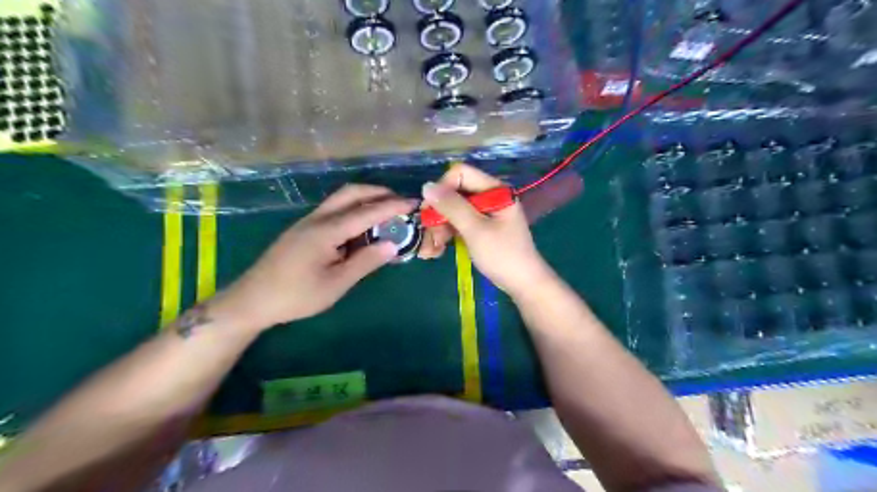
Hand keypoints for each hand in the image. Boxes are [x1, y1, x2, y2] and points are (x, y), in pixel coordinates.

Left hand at [213, 185, 414, 330]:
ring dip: (365, 199)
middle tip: (400, 202)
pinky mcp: (303, 230)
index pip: (366, 211)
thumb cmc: (297, 295)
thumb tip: (392, 244)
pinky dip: (353, 210)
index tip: (414, 202)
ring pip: (341, 199)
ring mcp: (308, 222)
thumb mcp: (336, 283)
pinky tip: (361, 228)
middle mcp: (317, 219)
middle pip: (351, 193)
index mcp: (327, 230)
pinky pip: (333, 211)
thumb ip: (365, 261)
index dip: (392, 206)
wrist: (252, 300)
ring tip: (385, 212)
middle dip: (378, 192)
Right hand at [420, 163, 553, 297]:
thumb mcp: (475, 230)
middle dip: (438, 214)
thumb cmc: (503, 255)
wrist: (523, 284)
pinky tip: (437, 250)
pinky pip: (458, 223)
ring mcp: (485, 212)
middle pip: (454, 193)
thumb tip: (426, 186)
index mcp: (494, 189)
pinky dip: (447, 234)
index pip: (460, 174)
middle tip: (429, 237)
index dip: (442, 189)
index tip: (430, 212)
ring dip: (439, 228)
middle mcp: (489, 196)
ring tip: (431, 250)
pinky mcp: (481, 227)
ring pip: (453, 210)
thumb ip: (452, 207)